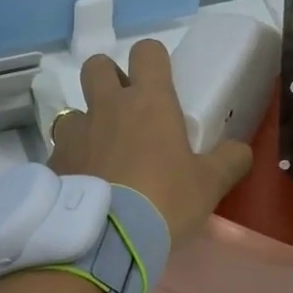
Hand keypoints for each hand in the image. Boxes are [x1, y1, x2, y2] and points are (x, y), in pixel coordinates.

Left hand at [50, 39, 252, 244]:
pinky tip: (82, 187)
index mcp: (148, 101)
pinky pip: (59, 151)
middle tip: (124, 112)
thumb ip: (229, 161)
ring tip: (99, 156)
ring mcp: (74, 133)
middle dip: (109, 80)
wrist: (108, 240)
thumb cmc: (165, 202)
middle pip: (97, 66)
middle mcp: (106, 107)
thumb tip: (240, 151)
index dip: (153, 62)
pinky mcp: (53, 163)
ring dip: (86, 125)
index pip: (148, 52)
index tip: (160, 84)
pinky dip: (70, 162)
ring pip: (73, 111)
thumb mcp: (209, 185)